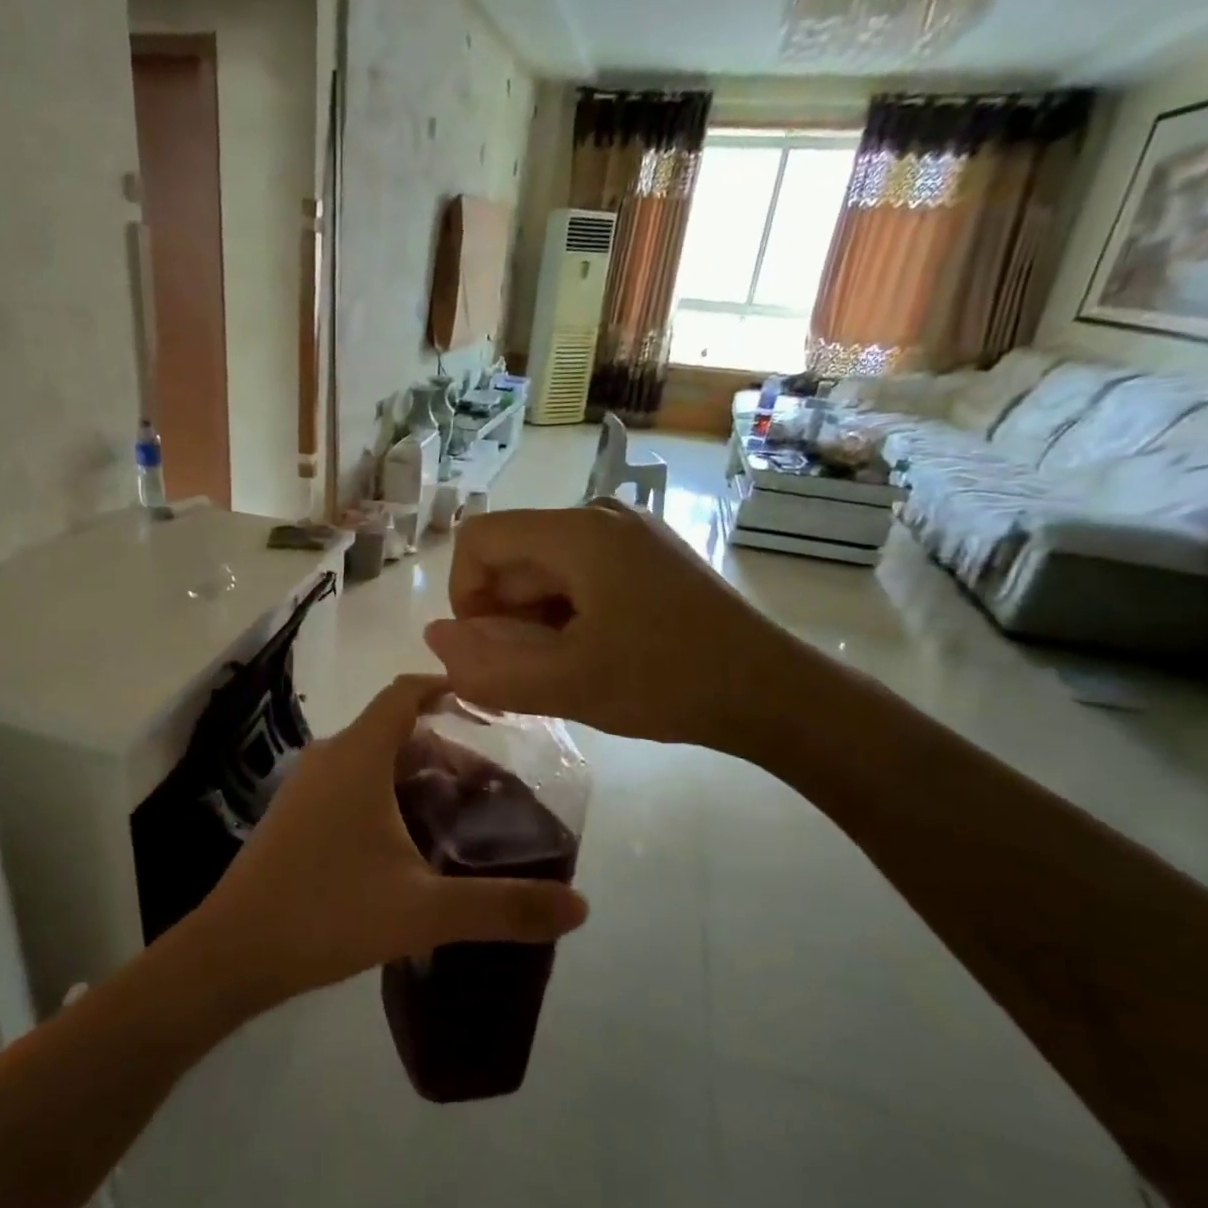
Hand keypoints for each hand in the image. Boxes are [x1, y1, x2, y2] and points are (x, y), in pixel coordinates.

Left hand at [194, 675, 588, 1003]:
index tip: (491, 707)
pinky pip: (350, 783)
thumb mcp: (423, 910)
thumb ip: (502, 907)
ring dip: (415, 773)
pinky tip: (407, 841)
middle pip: (395, 728)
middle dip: (445, 746)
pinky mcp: (294, 814)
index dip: (448, 688)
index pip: (405, 693)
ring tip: (458, 812)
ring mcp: (305, 786)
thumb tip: (580, 907)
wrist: (233, 952)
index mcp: (358, 756)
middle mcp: (329, 757)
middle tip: (490, 785)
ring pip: (371, 758)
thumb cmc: (327, 912)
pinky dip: (386, 792)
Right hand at [423, 501, 808, 755]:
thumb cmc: (667, 683)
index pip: (479, 538)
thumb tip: (433, 639)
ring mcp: (629, 533)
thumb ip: (488, 667)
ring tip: (569, 668)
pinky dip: (567, 615)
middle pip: (513, 555)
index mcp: (577, 532)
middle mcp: (600, 515)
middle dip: (505, 615)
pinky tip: (595, 654)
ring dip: (536, 620)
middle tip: (535, 672)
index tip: (492, 648)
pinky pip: (579, 576)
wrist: (773, 692)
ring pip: (544, 570)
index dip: (465, 595)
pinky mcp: (648, 556)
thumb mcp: (567, 685)